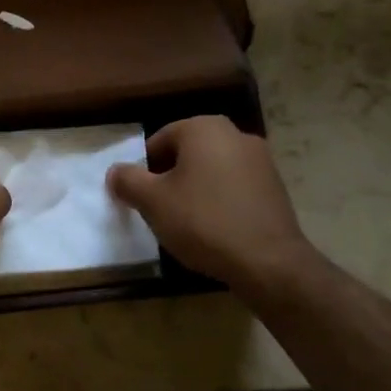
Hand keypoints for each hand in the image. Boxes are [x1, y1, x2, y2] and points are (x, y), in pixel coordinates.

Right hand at [107, 116, 316, 296]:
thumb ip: (128, 181)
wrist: (268, 262)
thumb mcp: (153, 202)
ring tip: (187, 221)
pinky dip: (221, 200)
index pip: (161, 139)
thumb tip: (115, 171)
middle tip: (160, 208)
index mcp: (204, 128)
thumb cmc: (203, 221)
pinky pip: (236, 187)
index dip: (145, 168)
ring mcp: (261, 160)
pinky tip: (215, 229)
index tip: (141, 196)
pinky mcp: (276, 188)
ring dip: (197, 188)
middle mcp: (235, 134)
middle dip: (171, 177)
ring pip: (213, 169)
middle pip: (188, 152)